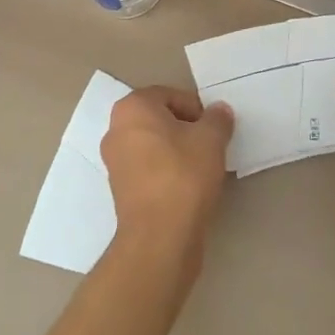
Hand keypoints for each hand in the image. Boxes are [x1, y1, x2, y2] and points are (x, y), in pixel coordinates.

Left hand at [102, 86, 233, 269]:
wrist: (160, 239)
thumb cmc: (183, 175)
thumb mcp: (211, 139)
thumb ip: (217, 119)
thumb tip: (219, 112)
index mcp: (132, 108)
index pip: (170, 95)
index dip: (196, 109)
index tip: (213, 129)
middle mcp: (116, 130)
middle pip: (159, 119)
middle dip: (185, 129)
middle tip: (208, 146)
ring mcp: (114, 162)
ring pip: (153, 145)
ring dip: (176, 151)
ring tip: (201, 169)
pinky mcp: (119, 191)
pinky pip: (148, 170)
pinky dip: (166, 172)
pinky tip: (187, 188)